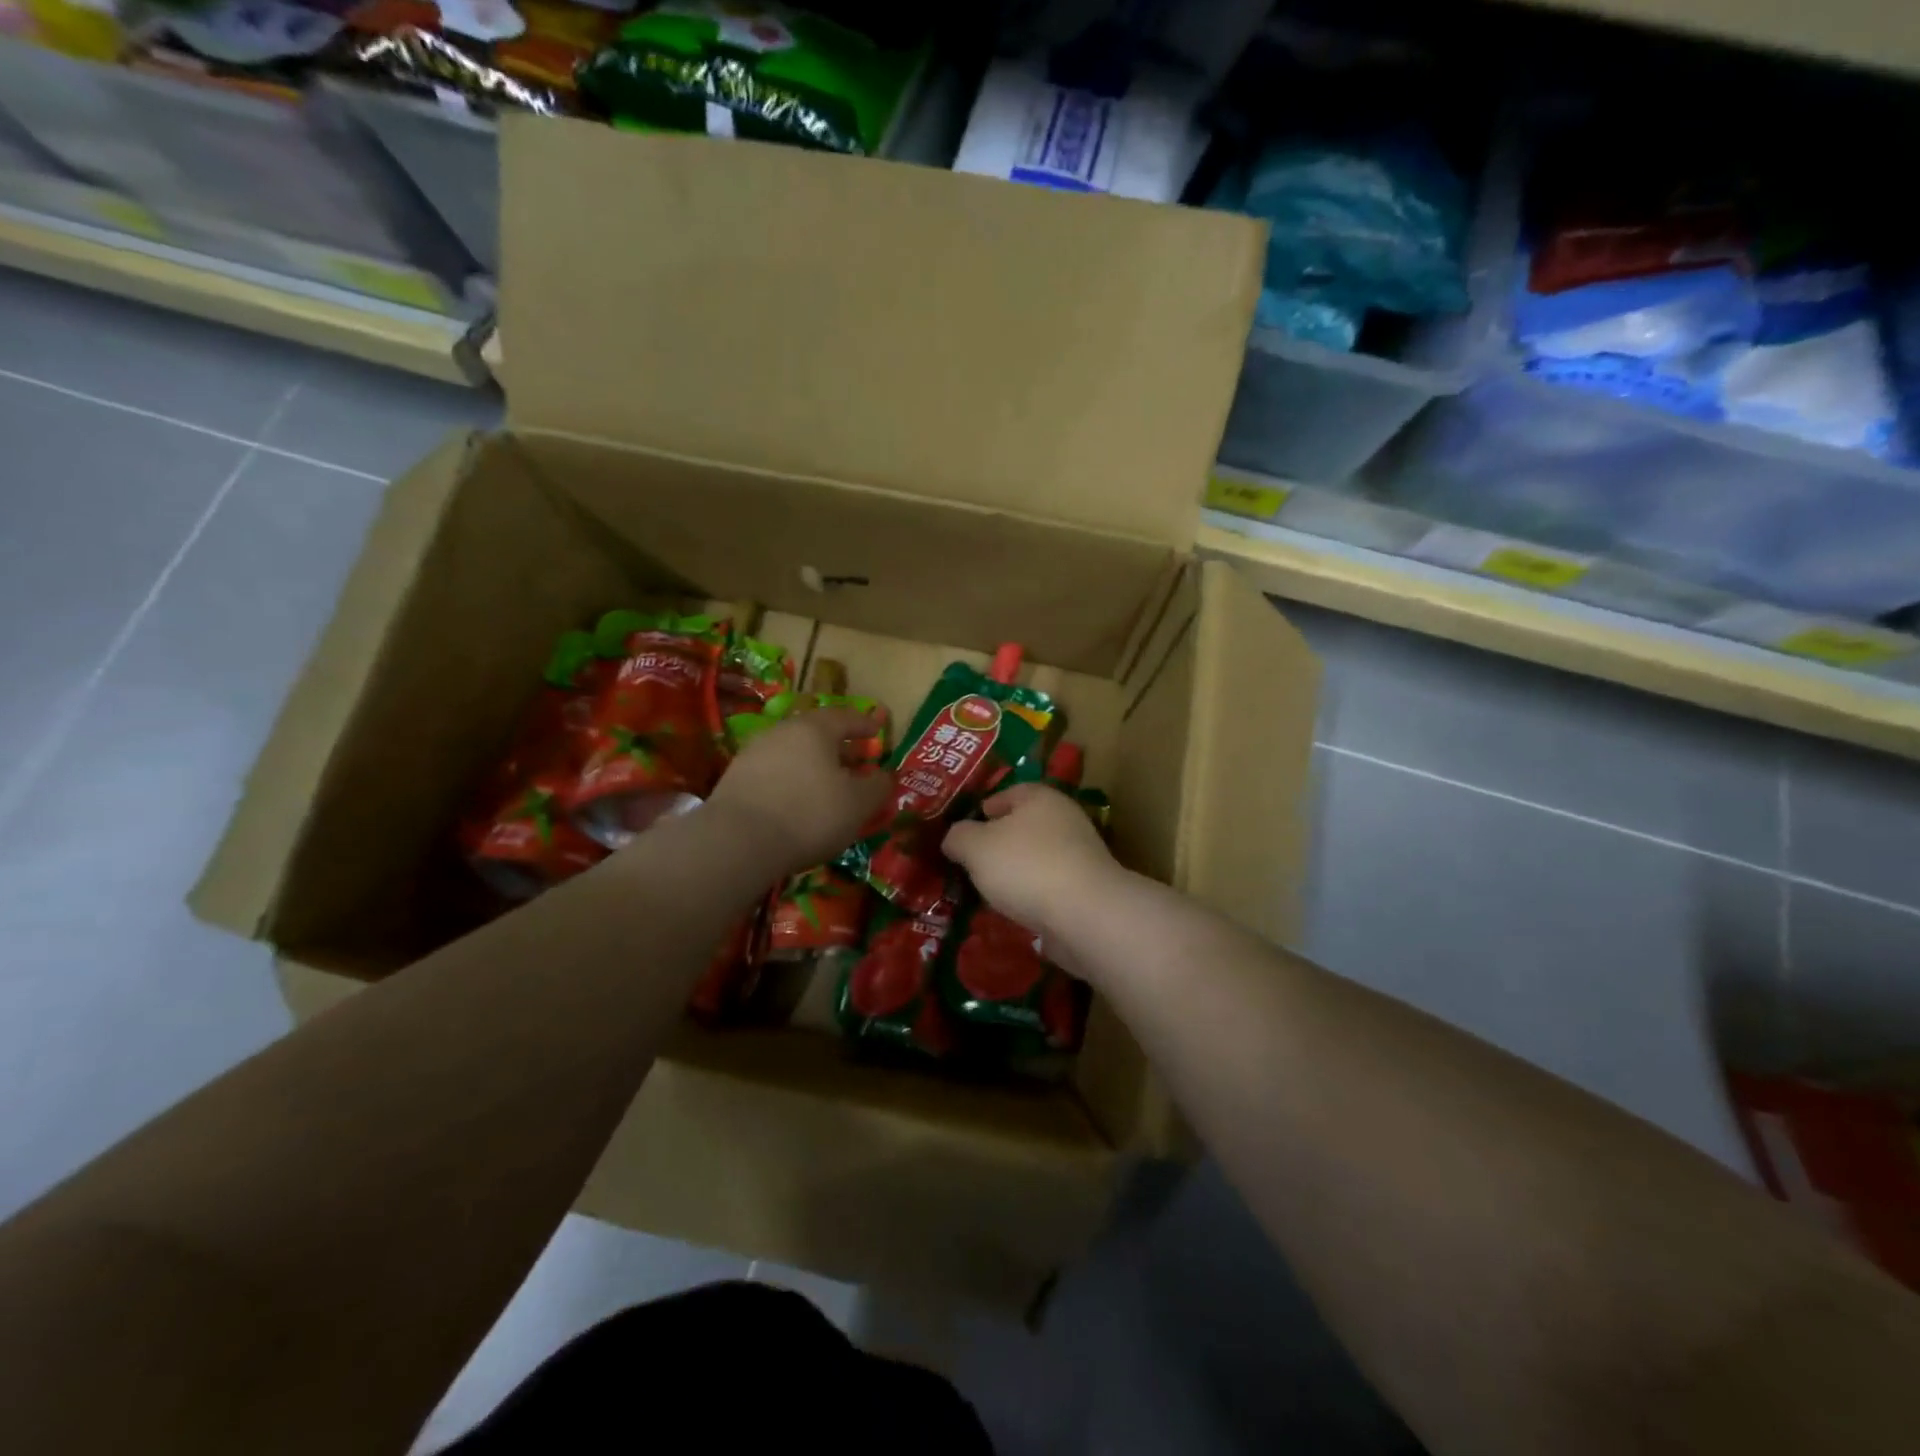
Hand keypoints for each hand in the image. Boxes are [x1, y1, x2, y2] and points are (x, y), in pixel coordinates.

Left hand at [704, 709, 890, 876]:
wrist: (738, 841)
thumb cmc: (809, 814)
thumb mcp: (858, 804)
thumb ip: (877, 786)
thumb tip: (884, 775)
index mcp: (814, 728)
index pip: (845, 717)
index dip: (864, 724)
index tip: (877, 730)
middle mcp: (782, 731)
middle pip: (816, 733)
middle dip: (838, 746)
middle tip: (855, 761)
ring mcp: (754, 754)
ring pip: (793, 753)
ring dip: (813, 765)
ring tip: (828, 785)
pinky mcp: (734, 779)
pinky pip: (774, 773)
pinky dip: (791, 781)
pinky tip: (797, 802)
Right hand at [943, 783, 1124, 949]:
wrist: (1084, 914)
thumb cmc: (1026, 866)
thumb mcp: (975, 846)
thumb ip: (958, 837)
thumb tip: (954, 838)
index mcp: (1040, 798)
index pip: (1010, 793)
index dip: (985, 807)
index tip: (966, 828)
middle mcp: (1065, 820)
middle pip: (1024, 826)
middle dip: (998, 843)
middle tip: (971, 862)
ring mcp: (1079, 856)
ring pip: (1036, 858)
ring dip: (1015, 872)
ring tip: (988, 891)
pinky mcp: (1086, 890)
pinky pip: (1049, 887)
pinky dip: (1031, 896)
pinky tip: (1014, 911)